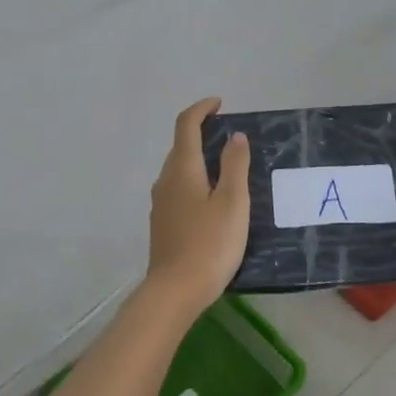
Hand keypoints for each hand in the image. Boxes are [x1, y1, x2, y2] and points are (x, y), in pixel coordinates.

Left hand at [146, 97, 251, 311]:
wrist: (175, 291)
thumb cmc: (210, 244)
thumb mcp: (232, 202)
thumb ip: (235, 166)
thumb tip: (235, 137)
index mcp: (182, 169)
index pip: (186, 125)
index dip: (202, 109)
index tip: (220, 104)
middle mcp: (166, 180)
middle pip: (180, 147)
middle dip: (202, 134)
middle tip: (232, 139)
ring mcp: (160, 203)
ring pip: (179, 170)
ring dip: (199, 160)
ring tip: (227, 169)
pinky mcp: (163, 223)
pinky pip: (178, 190)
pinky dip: (195, 181)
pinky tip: (212, 200)